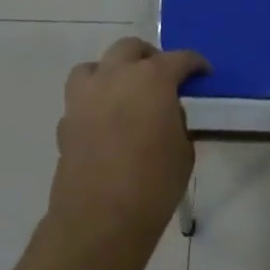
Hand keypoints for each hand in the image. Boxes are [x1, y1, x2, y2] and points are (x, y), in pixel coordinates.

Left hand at [49, 38, 207, 242]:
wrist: (99, 221)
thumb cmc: (153, 184)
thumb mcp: (183, 150)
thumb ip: (176, 121)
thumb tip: (165, 114)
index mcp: (152, 78)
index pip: (179, 58)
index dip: (195, 64)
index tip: (203, 74)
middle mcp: (116, 77)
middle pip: (130, 48)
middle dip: (149, 57)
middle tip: (162, 77)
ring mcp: (85, 97)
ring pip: (96, 66)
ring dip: (112, 71)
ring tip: (125, 91)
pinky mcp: (66, 122)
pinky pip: (81, 98)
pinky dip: (95, 102)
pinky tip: (106, 123)